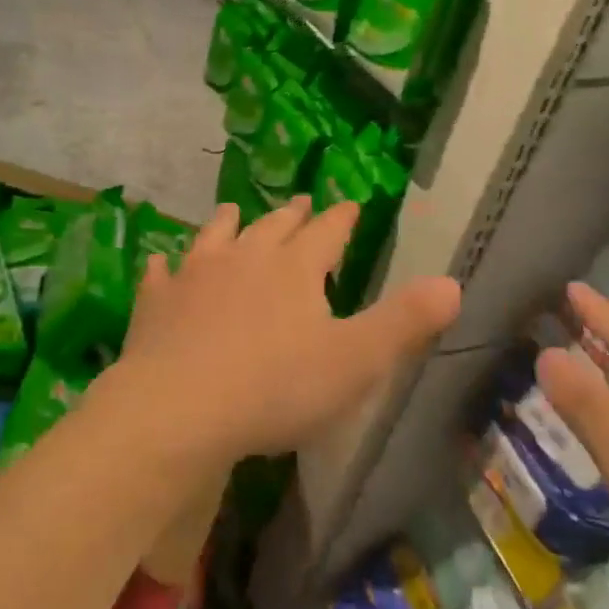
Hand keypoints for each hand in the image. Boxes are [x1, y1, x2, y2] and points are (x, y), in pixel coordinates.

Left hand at [101, 197, 460, 469]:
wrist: (181, 406)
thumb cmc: (277, 387)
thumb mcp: (356, 361)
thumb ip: (403, 321)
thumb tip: (452, 282)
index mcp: (294, 269)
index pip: (326, 233)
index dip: (341, 219)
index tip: (349, 203)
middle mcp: (243, 258)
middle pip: (272, 227)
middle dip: (291, 215)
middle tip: (300, 202)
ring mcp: (194, 275)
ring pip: (215, 236)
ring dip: (228, 223)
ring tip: (234, 210)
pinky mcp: (156, 301)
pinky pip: (160, 274)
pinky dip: (163, 266)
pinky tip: (159, 262)